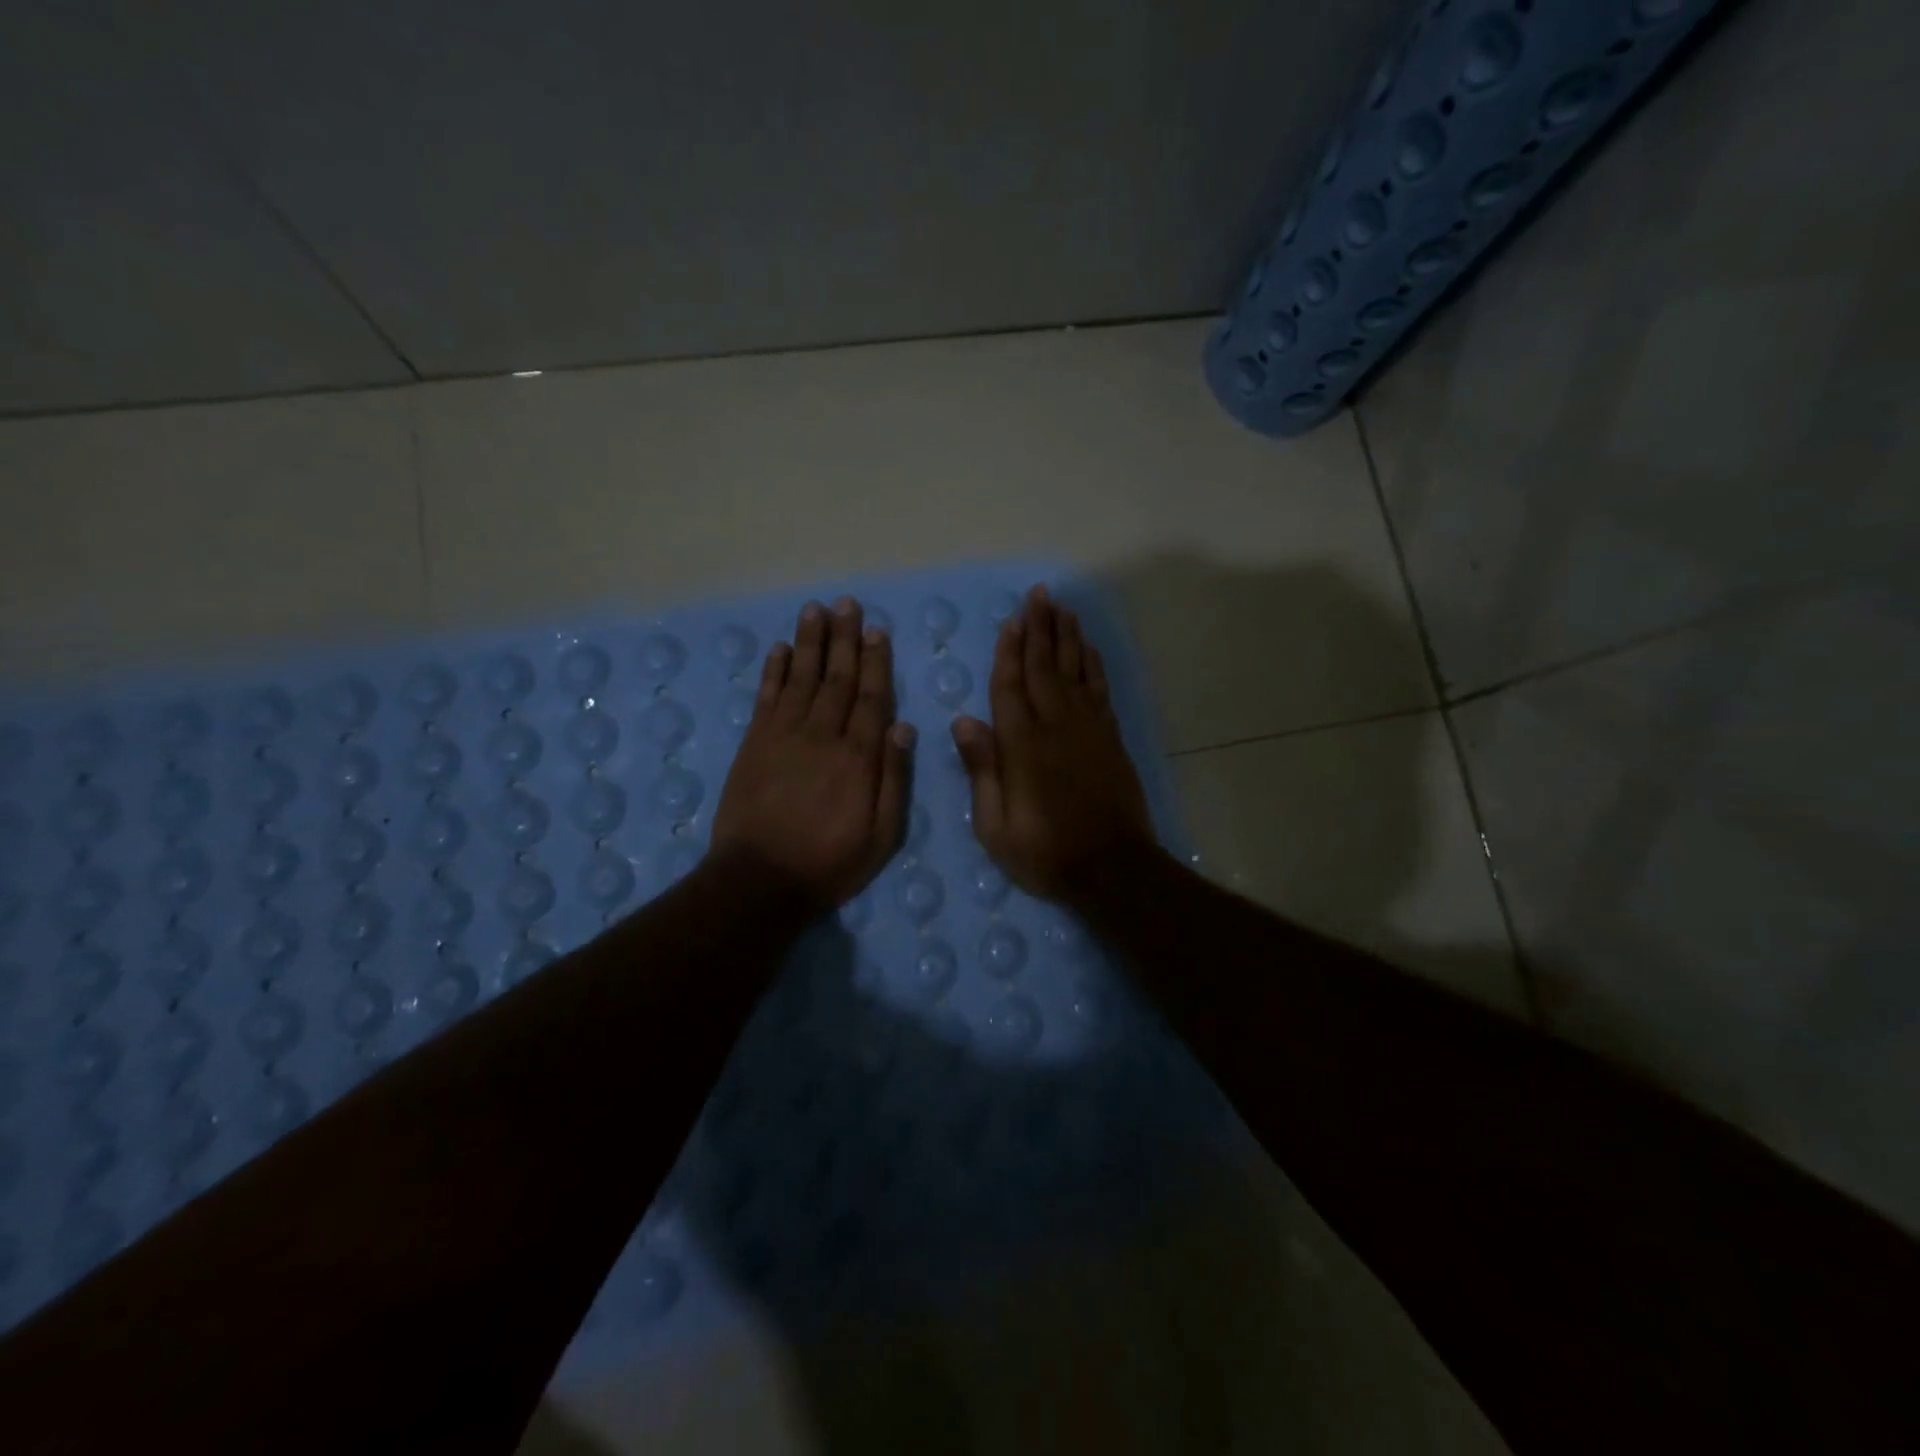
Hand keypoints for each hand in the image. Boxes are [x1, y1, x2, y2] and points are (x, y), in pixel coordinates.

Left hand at [711, 597, 914, 906]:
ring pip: (801, 678)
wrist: (759, 879)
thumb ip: (894, 778)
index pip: (871, 697)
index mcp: (858, 757)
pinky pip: (766, 697)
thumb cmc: (829, 861)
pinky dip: (773, 670)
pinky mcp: (754, 743)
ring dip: (810, 642)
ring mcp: (784, 735)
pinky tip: (780, 648)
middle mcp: (822, 735)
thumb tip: (904, 726)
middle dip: (844, 639)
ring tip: (815, 610)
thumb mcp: (881, 835)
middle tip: (846, 604)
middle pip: (837, 678)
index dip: (875, 661)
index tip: (877, 630)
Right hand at [952, 584, 1156, 903]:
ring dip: (1067, 637)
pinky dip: (1093, 665)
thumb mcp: (996, 826)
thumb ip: (982, 770)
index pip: (1010, 687)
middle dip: (1040, 629)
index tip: (1011, 621)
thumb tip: (964, 720)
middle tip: (1039, 595)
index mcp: (1022, 746)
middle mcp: (1056, 726)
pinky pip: (1099, 690)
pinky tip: (1087, 648)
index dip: (1009, 652)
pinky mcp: (1110, 738)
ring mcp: (1088, 729)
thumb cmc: (1046, 853)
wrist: (1113, 869)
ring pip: (1075, 671)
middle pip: (1044, 667)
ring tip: (1062, 608)